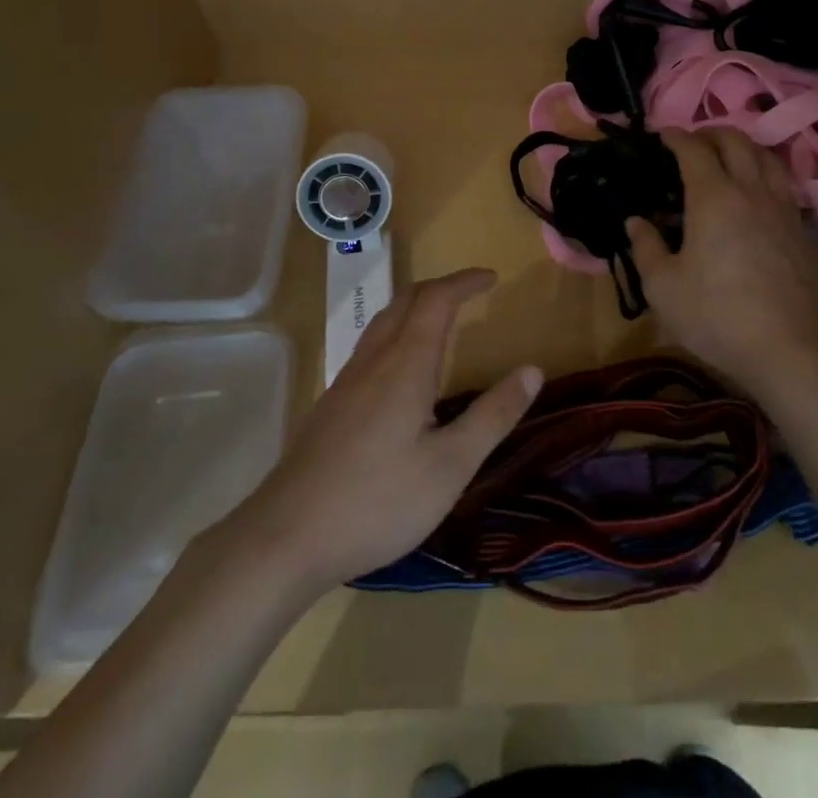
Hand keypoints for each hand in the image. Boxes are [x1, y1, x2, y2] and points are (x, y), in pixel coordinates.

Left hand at [223, 268, 541, 595]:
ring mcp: (346, 381)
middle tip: (471, 293)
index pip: (437, 300)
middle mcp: (374, 360)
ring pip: (383, 321)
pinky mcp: (330, 405)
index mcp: (406, 364)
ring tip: (442, 320)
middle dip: (441, 287)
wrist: (284, 538)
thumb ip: (493, 416)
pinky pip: (369, 346)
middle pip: (406, 300)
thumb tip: (533, 370)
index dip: (465, 281)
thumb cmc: (377, 501)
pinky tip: (401, 370)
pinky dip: (397, 332)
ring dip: (416, 307)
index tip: (492, 278)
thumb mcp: (450, 466)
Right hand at [626, 128, 817, 405]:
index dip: (676, 136)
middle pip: (736, 142)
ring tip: (731, 159)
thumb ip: (646, 247)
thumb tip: (636, 221)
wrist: (787, 348)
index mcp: (713, 197)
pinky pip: (787, 189)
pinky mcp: (805, 233)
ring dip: (746, 149)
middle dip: (712, 133)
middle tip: (694, 142)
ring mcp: (784, 210)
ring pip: (769, 159)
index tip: (662, 135)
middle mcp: (752, 192)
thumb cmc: (715, 315)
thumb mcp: (663, 287)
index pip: (694, 149)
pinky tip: (761, 199)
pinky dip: (769, 179)